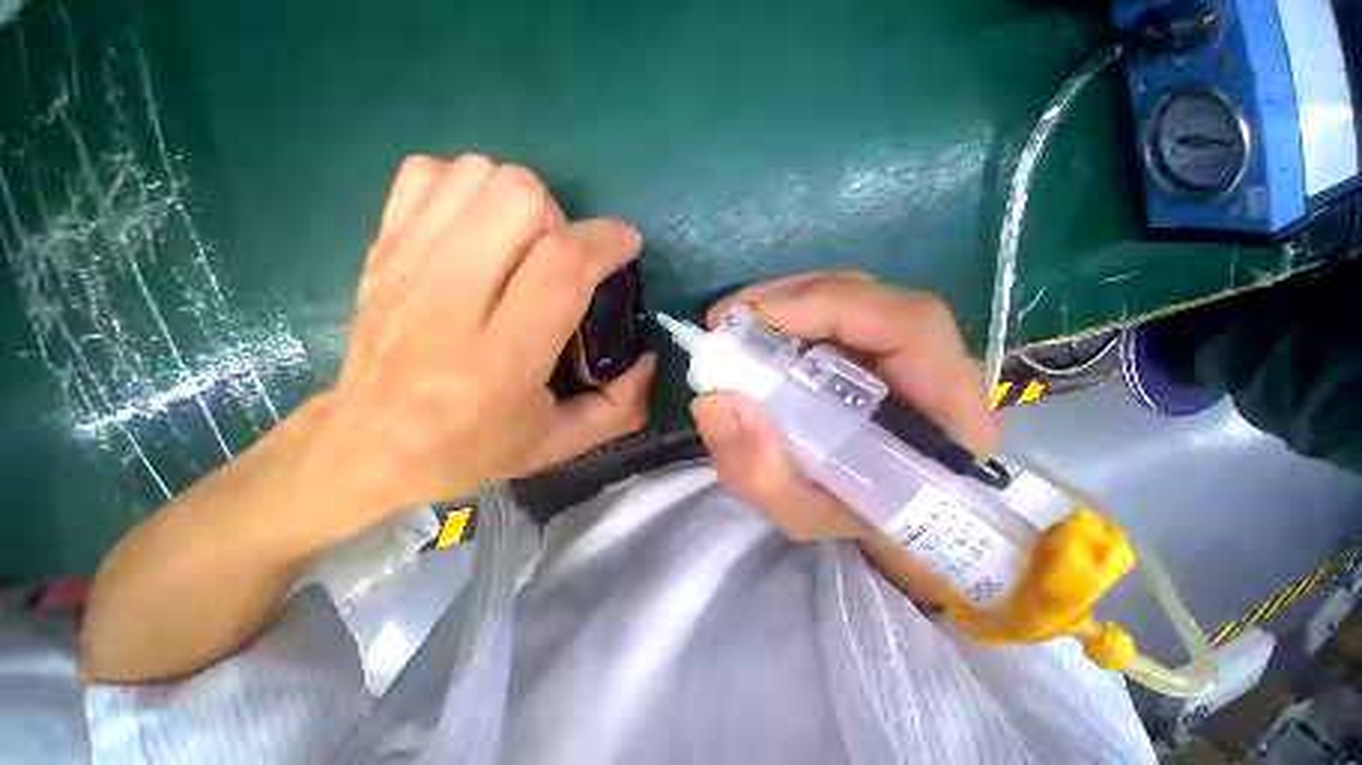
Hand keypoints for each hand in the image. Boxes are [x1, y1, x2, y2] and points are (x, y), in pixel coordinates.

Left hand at [303, 154, 653, 535]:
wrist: (367, 447)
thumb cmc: (472, 449)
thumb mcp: (560, 443)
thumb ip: (620, 406)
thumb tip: (648, 358)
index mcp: (500, 360)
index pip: (561, 266)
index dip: (605, 241)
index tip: (626, 246)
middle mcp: (448, 302)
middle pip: (518, 200)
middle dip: (561, 219)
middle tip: (562, 258)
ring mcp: (405, 266)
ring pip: (477, 176)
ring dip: (519, 201)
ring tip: (523, 245)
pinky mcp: (380, 249)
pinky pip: (427, 174)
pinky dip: (465, 187)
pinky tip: (476, 230)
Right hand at [691, 270, 996, 541]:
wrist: (885, 515)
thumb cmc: (853, 518)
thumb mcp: (800, 511)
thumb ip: (757, 469)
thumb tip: (713, 401)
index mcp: (946, 411)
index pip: (910, 328)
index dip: (832, 307)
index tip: (757, 319)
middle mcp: (938, 363)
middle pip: (873, 298)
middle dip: (793, 298)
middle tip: (729, 317)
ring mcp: (908, 346)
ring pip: (852, 295)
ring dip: (788, 298)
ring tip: (737, 320)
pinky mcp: (880, 342)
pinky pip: (838, 307)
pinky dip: (792, 308)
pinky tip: (760, 326)